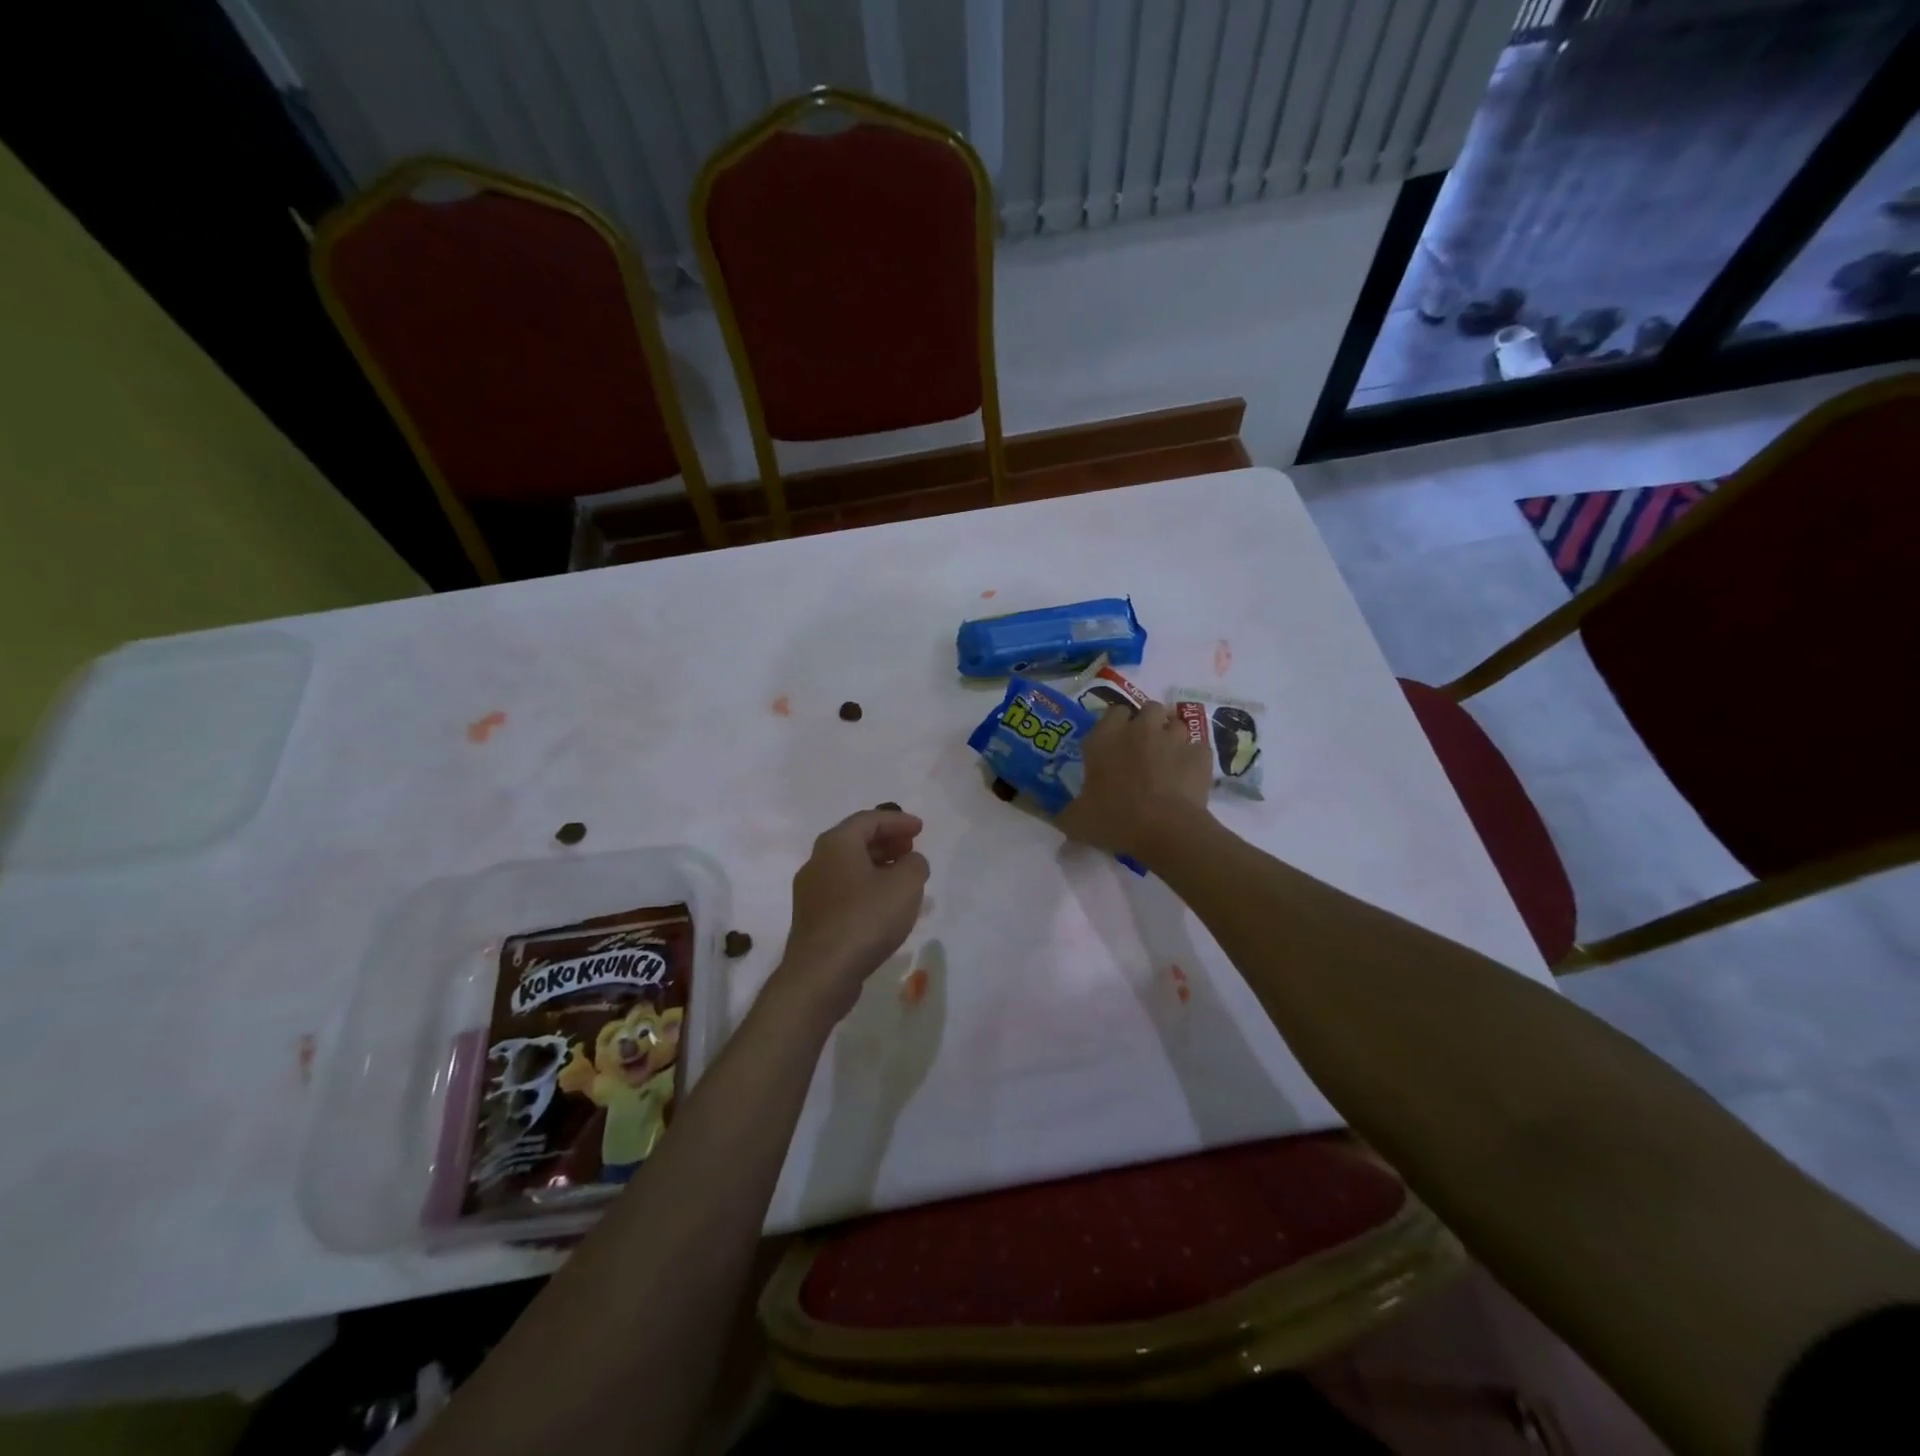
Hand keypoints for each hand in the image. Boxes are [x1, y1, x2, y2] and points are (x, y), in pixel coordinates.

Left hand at [774, 809, 929, 1023]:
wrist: (821, 973)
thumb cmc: (865, 919)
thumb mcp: (905, 885)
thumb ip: (915, 864)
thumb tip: (910, 862)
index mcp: (836, 844)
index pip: (869, 820)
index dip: (897, 821)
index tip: (920, 829)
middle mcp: (817, 861)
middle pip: (855, 841)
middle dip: (886, 842)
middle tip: (911, 849)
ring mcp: (810, 891)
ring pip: (849, 868)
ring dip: (877, 867)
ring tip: (903, 878)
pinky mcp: (812, 918)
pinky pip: (843, 891)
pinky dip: (866, 888)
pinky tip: (884, 905)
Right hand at [1056, 700, 1212, 860]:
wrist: (1166, 830)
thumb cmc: (1115, 819)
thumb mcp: (1078, 822)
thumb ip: (1067, 815)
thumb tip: (1060, 819)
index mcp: (1105, 738)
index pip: (1113, 712)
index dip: (1116, 724)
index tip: (1115, 742)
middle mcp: (1140, 729)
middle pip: (1149, 709)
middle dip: (1148, 723)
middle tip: (1143, 748)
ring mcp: (1174, 739)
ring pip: (1176, 725)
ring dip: (1172, 738)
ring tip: (1168, 761)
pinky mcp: (1200, 754)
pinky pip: (1198, 748)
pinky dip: (1193, 759)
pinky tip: (1188, 776)